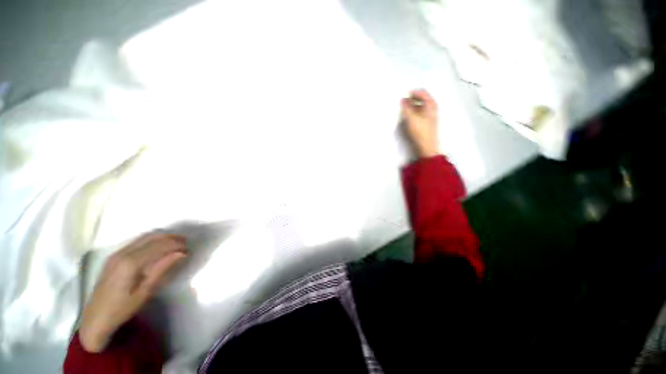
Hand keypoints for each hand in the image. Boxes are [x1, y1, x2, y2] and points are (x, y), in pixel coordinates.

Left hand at [79, 233, 186, 352]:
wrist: (96, 318)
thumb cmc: (122, 308)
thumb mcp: (146, 291)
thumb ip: (162, 269)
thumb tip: (182, 253)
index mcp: (130, 263)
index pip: (159, 245)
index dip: (176, 244)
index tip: (189, 249)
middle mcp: (123, 253)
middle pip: (152, 236)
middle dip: (172, 237)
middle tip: (186, 244)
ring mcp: (117, 253)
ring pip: (145, 236)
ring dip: (163, 237)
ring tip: (177, 244)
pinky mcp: (115, 256)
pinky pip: (139, 241)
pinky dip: (153, 240)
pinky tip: (160, 248)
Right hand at [401, 89, 439, 158]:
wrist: (427, 146)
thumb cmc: (421, 132)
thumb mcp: (411, 119)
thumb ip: (406, 108)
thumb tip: (403, 100)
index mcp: (431, 105)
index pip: (422, 92)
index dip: (412, 92)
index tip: (404, 95)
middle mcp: (432, 108)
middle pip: (422, 98)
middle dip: (412, 98)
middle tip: (403, 101)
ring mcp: (430, 115)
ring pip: (421, 105)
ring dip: (412, 105)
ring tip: (404, 109)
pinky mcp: (427, 121)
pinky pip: (420, 112)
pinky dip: (414, 111)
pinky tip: (409, 116)